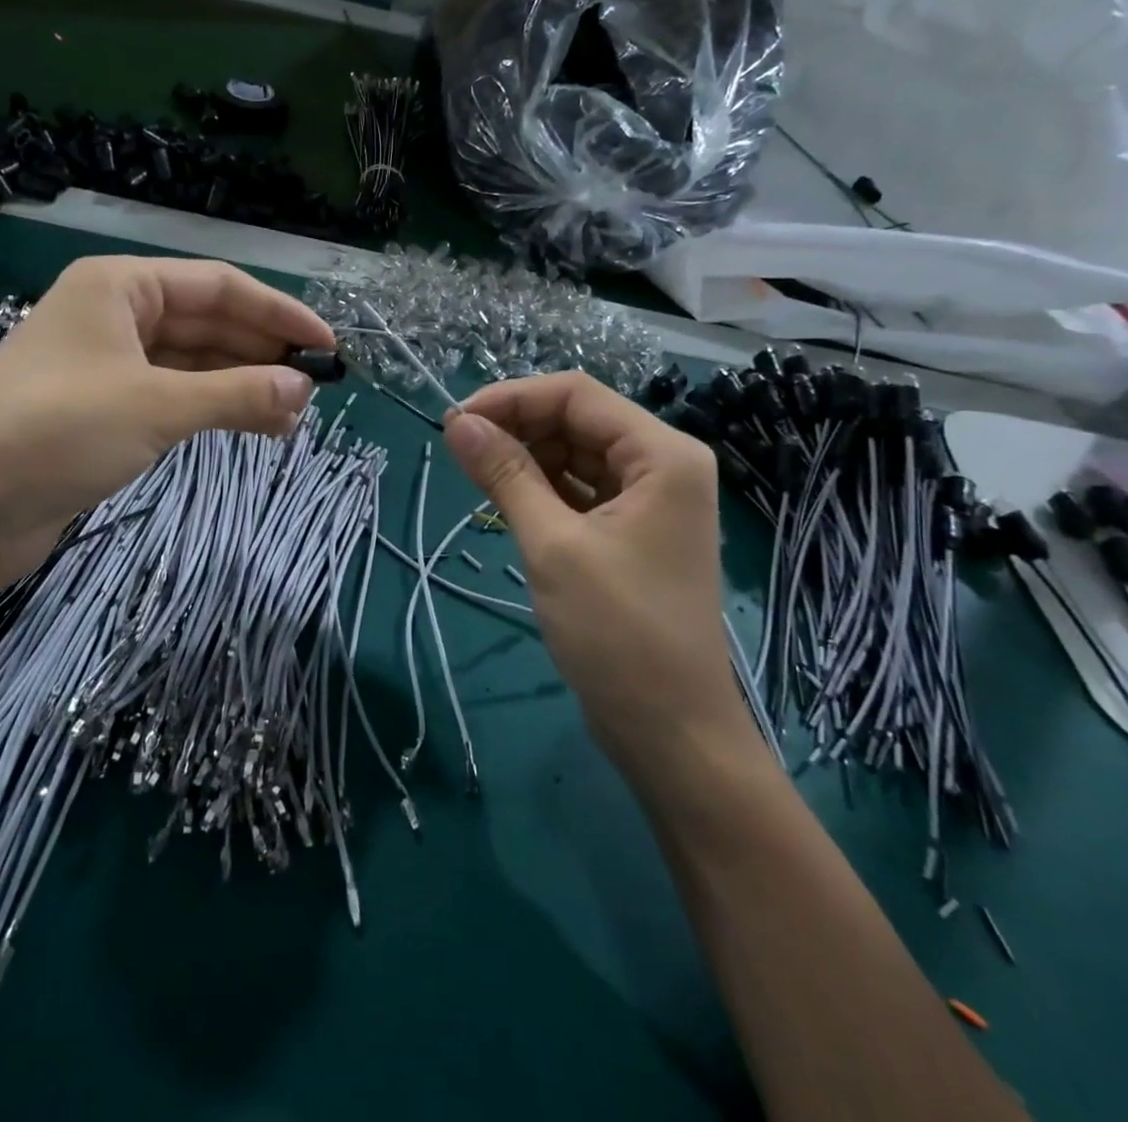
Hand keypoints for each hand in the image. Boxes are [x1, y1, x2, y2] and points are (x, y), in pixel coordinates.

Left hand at [0, 256, 329, 592]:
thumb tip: (303, 389)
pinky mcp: (104, 411)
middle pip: (207, 323)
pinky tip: (250, 427)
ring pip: (193, 364)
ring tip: (291, 417)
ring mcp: (108, 365)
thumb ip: (237, 394)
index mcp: (120, 287)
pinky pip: (174, 397)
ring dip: (242, 386)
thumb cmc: (57, 430)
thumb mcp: (156, 405)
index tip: (326, 344)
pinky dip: (212, 409)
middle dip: (261, 353)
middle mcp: (115, 316)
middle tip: (314, 390)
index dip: (278, 313)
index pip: (218, 286)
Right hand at [441, 373, 744, 763]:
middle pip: (578, 421)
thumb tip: (458, 423)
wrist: (671, 731)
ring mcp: (649, 501)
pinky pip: (580, 491)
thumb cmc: (618, 632)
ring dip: (526, 459)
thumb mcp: (553, 544)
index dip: (512, 398)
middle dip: (517, 428)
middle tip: (459, 451)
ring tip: (476, 477)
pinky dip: (542, 490)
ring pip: (576, 455)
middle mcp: (662, 466)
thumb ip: (506, 474)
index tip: (456, 422)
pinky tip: (505, 500)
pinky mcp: (631, 532)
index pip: (577, 395)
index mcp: (662, 455)